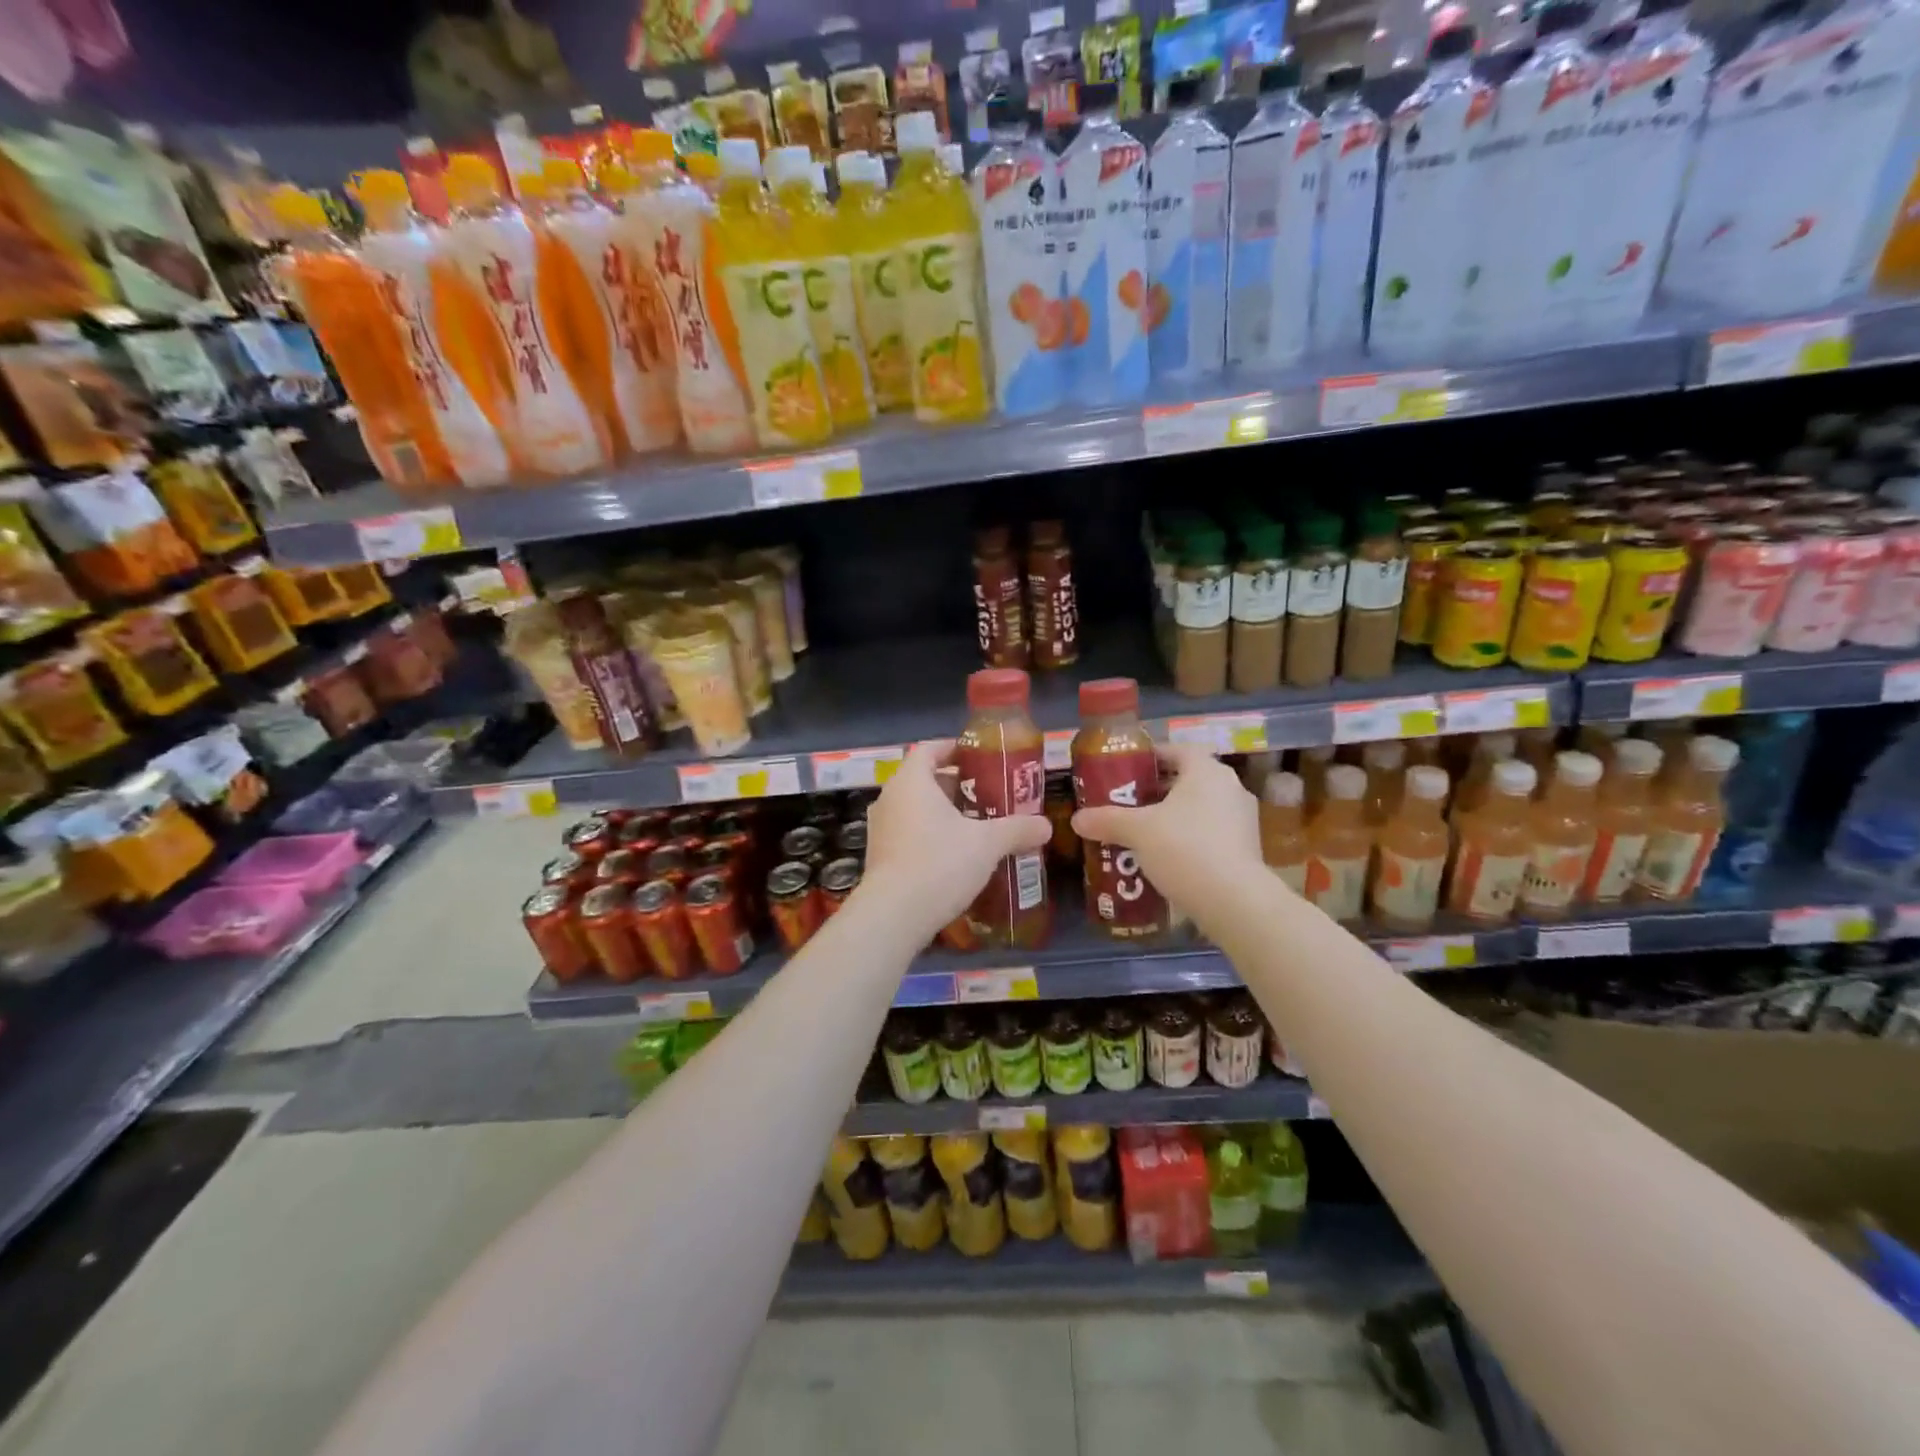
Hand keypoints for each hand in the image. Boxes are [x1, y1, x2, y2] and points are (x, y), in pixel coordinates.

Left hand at [860, 739, 1054, 937]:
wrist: (894, 915)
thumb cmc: (940, 863)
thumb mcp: (986, 844)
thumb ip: (1017, 829)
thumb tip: (1046, 826)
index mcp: (912, 782)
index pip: (930, 749)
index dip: (954, 748)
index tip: (980, 757)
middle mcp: (890, 798)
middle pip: (924, 779)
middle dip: (956, 785)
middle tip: (988, 795)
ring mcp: (881, 829)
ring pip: (916, 809)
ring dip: (944, 813)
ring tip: (977, 826)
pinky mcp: (879, 856)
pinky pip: (908, 834)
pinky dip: (930, 836)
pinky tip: (956, 856)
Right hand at [1070, 743, 1263, 918]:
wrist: (1234, 902)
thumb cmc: (1185, 849)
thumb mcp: (1137, 831)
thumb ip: (1107, 820)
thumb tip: (1077, 819)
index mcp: (1207, 771)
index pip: (1178, 750)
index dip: (1152, 757)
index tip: (1127, 770)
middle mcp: (1231, 788)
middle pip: (1189, 780)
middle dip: (1158, 791)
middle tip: (1128, 803)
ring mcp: (1243, 820)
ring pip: (1201, 809)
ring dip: (1174, 817)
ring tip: (1143, 833)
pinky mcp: (1248, 850)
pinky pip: (1211, 834)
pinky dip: (1190, 840)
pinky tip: (1167, 859)